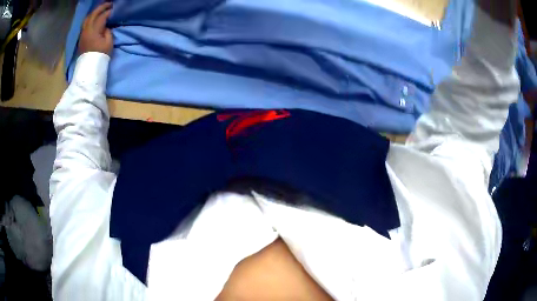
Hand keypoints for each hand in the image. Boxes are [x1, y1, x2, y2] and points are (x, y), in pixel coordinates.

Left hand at [79, 2, 113, 55]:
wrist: (89, 68)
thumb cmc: (100, 55)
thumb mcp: (108, 43)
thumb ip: (108, 32)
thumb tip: (105, 27)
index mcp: (94, 31)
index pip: (102, 16)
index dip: (109, 12)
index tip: (114, 10)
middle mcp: (87, 30)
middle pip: (93, 14)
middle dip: (101, 7)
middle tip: (108, 4)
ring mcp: (83, 34)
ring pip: (87, 18)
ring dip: (94, 13)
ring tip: (100, 10)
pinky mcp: (81, 38)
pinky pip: (85, 24)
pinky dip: (90, 18)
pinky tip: (94, 18)